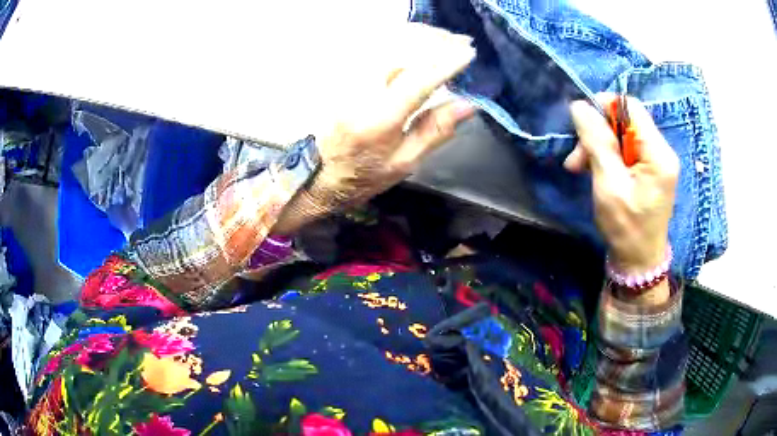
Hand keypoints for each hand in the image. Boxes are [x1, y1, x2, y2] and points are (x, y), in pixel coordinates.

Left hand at [275, 24, 475, 233]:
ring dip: (419, 38)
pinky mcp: (345, 79)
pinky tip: (417, 42)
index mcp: (380, 119)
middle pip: (401, 53)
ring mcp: (349, 83)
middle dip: (434, 42)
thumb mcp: (406, 162)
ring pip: (387, 47)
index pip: (418, 81)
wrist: (323, 174)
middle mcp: (362, 93)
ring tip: (445, 38)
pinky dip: (400, 42)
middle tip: (461, 41)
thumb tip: (467, 104)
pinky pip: (375, 51)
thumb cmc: (366, 174)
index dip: (446, 63)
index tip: (468, 53)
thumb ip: (435, 130)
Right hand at [565, 95, 678, 273]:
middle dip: (597, 133)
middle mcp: (662, 151)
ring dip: (598, 146)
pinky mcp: (651, 169)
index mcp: (658, 154)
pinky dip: (607, 156)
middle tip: (575, 158)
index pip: (631, 108)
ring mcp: (657, 160)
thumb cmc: (626, 228)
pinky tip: (594, 170)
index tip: (581, 124)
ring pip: (622, 135)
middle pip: (625, 121)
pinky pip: (626, 149)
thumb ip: (597, 142)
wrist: (639, 261)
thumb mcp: (608, 184)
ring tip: (578, 167)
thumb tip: (580, 106)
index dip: (605, 107)